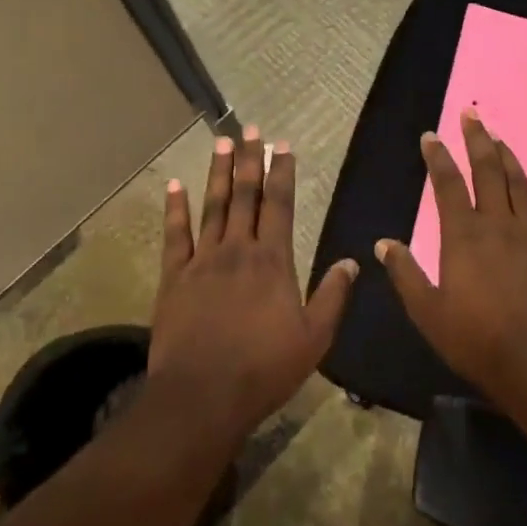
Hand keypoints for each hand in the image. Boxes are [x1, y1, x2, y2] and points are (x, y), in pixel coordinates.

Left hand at [147, 127, 356, 443]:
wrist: (202, 395)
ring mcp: (202, 261)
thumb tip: (353, 261)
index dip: (282, 172)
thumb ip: (333, 295)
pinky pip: (175, 236)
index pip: (279, 204)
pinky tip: (175, 186)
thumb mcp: (315, 337)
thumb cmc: (264, 368)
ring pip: (213, 207)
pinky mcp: (173, 278)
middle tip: (250, 130)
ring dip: (218, 173)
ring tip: (222, 142)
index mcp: (273, 260)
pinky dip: (175, 209)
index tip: (283, 145)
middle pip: (245, 196)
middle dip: (250, 160)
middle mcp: (238, 250)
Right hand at [376, 109, 526, 409]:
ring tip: (498, 137)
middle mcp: (496, 225)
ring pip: (518, 184)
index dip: (437, 158)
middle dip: (476, 140)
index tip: (430, 136)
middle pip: (487, 171)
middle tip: (471, 115)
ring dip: (508, 157)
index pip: (447, 185)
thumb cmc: (475, 339)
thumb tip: (383, 243)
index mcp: (462, 236)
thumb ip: (405, 273)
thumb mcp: (427, 311)